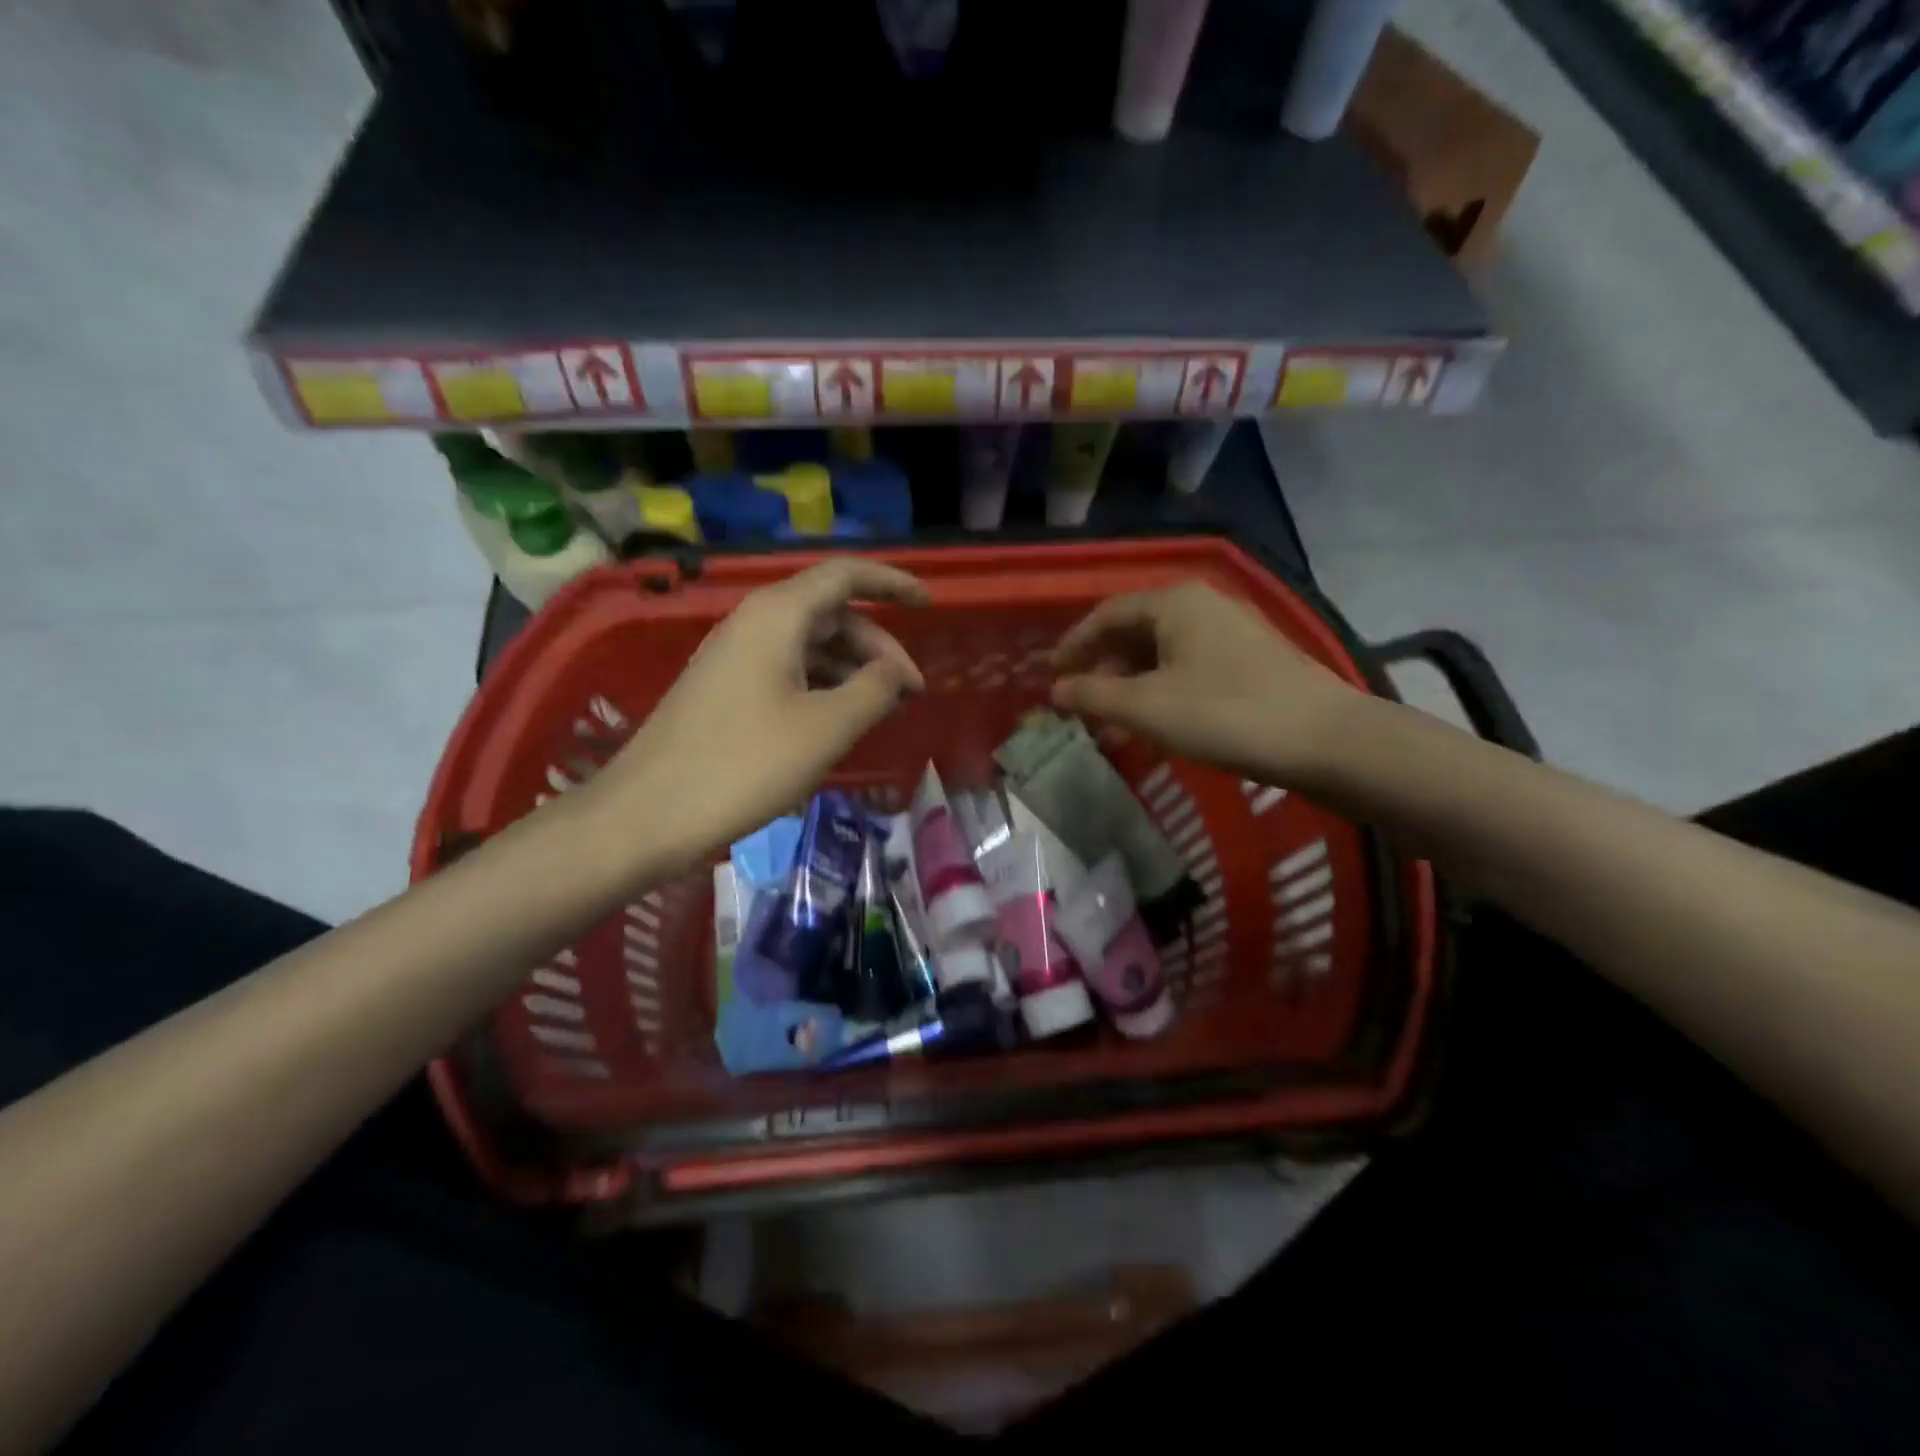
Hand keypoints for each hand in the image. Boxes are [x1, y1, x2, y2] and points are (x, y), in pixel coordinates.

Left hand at [600, 558, 927, 867]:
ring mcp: (735, 657)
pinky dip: (822, 687)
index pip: (845, 575)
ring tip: (882, 710)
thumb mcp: (825, 728)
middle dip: (878, 646)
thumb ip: (873, 691)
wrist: (648, 813)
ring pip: (809, 646)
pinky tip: (838, 722)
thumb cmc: (744, 764)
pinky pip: (787, 671)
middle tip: (911, 691)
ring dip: (851, 670)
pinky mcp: (724, 689)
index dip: (892, 583)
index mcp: (778, 616)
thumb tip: (895, 672)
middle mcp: (754, 623)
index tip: (929, 604)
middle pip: (831, 614)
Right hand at [1049, 581, 1360, 782]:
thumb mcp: (1146, 707)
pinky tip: (1156, 724)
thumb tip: (1055, 690)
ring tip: (1111, 721)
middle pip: (1135, 630)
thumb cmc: (1224, 714)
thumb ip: (1093, 695)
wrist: (1325, 740)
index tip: (1050, 674)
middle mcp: (1202, 604)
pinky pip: (1189, 666)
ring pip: (1162, 652)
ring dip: (1131, 684)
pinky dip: (1161, 690)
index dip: (1073, 644)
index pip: (1106, 614)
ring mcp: (1231, 630)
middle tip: (1078, 701)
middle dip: (1102, 667)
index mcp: (1173, 602)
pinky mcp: (1251, 659)